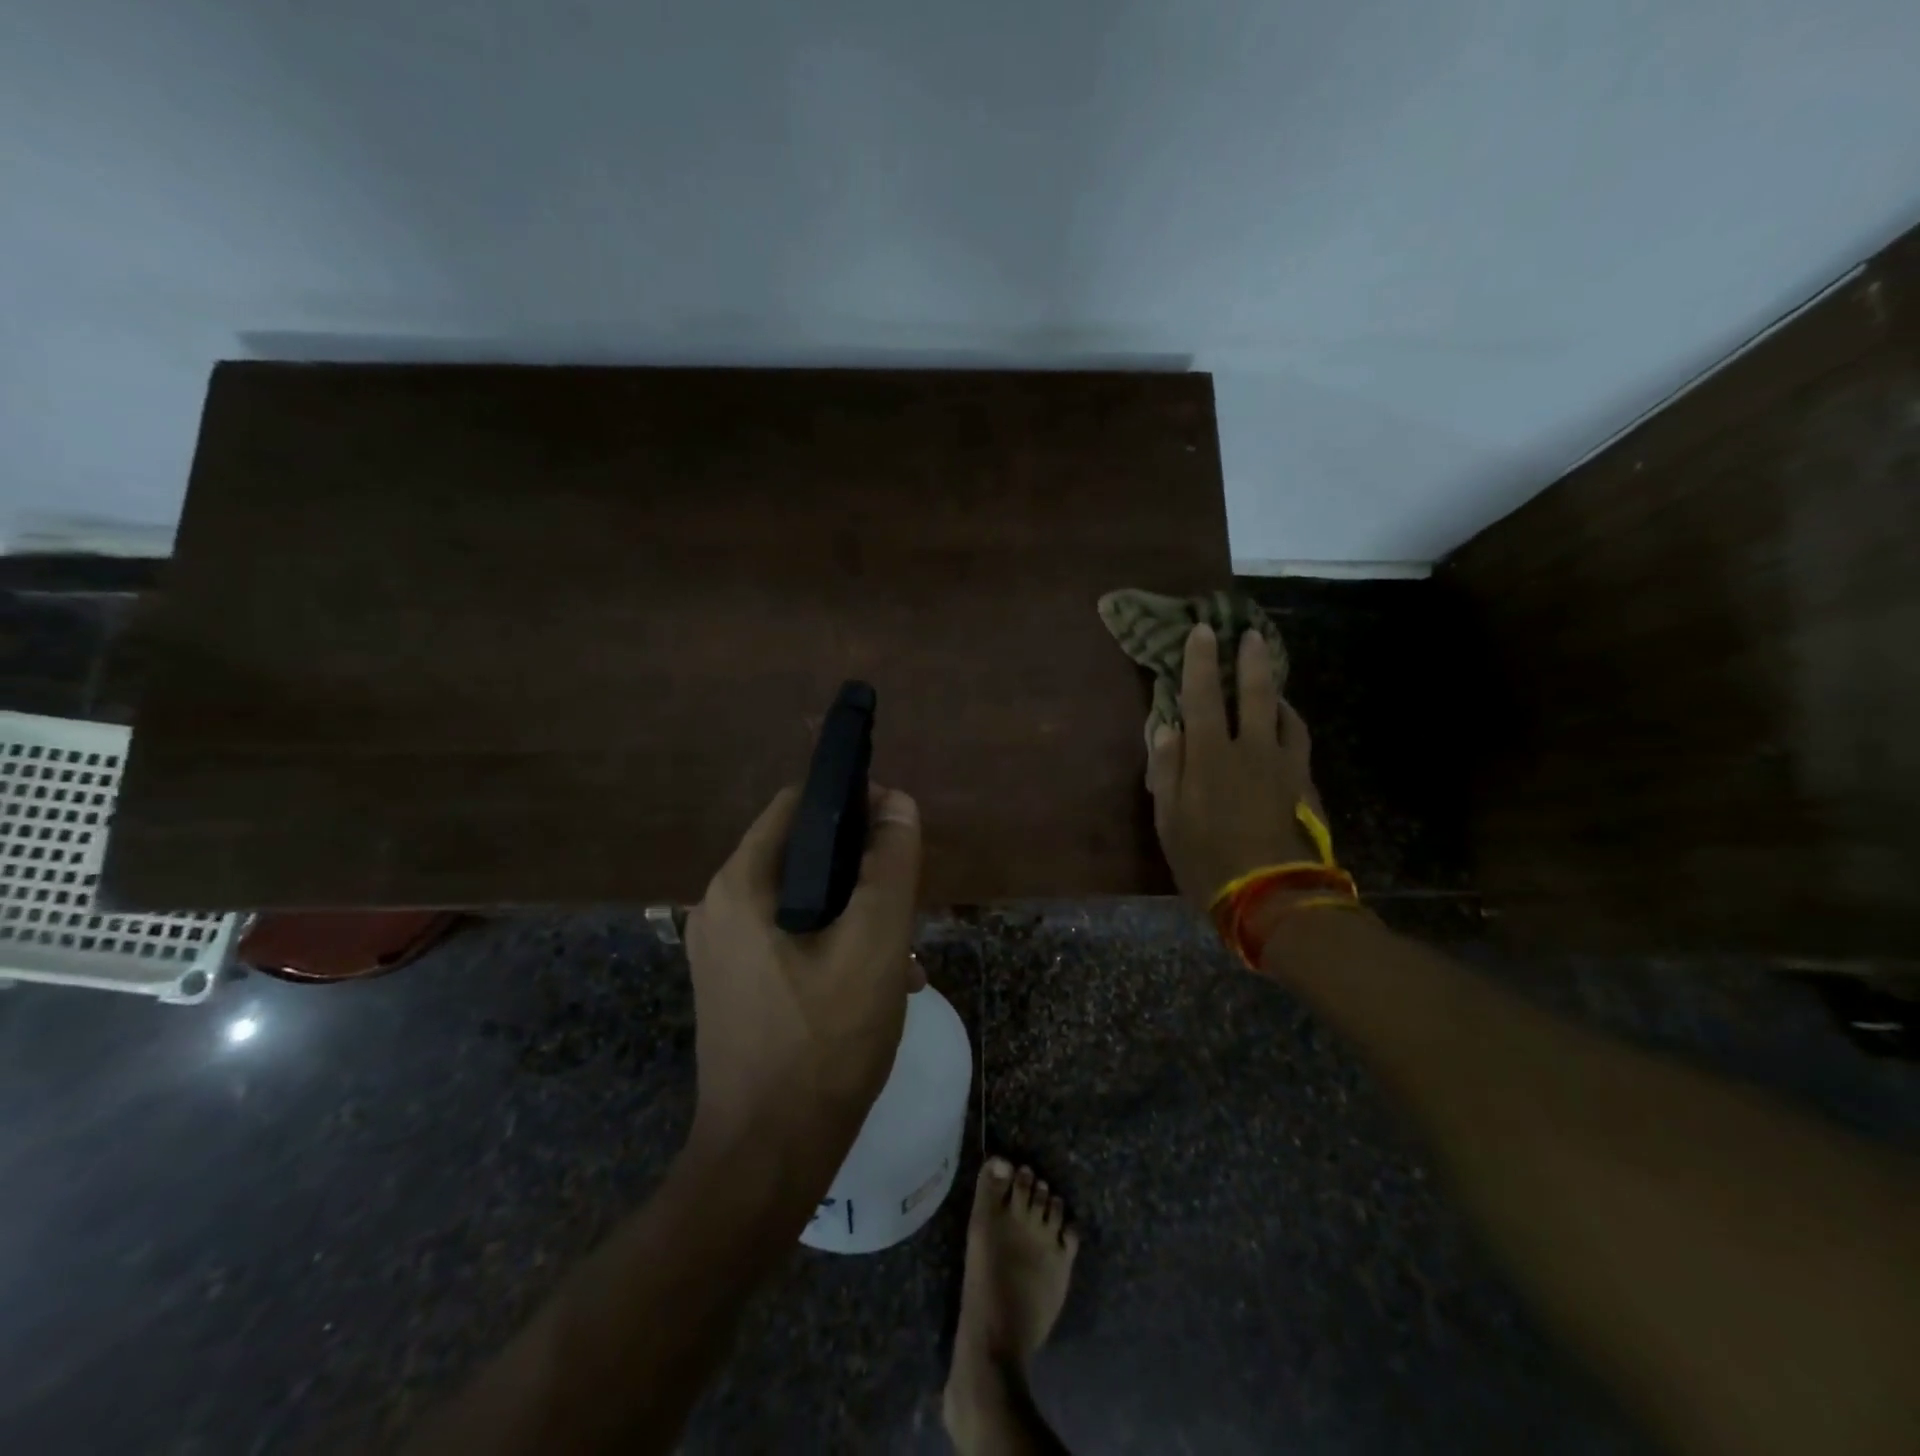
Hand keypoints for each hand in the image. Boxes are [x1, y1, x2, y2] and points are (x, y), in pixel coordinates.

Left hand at [684, 785, 923, 1169]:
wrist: (766, 1161)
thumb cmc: (824, 1043)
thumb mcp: (874, 943)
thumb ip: (889, 865)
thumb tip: (898, 802)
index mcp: (741, 884)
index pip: (799, 805)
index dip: (854, 804)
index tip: (899, 831)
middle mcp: (719, 907)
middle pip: (804, 855)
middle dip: (863, 872)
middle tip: (907, 906)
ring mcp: (723, 951)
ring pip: (804, 902)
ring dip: (857, 915)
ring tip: (906, 956)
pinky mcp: (736, 987)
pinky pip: (792, 941)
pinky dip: (835, 947)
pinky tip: (881, 985)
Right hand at [1147, 624, 1325, 910]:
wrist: (1271, 896)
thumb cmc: (1206, 859)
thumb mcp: (1169, 820)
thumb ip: (1167, 770)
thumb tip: (1166, 728)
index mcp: (1210, 756)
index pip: (1202, 696)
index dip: (1200, 661)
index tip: (1202, 631)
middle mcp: (1251, 750)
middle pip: (1255, 694)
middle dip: (1252, 660)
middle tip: (1251, 635)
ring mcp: (1284, 766)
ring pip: (1285, 715)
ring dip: (1277, 692)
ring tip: (1272, 680)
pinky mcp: (1305, 785)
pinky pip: (1298, 742)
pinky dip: (1290, 724)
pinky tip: (1287, 726)